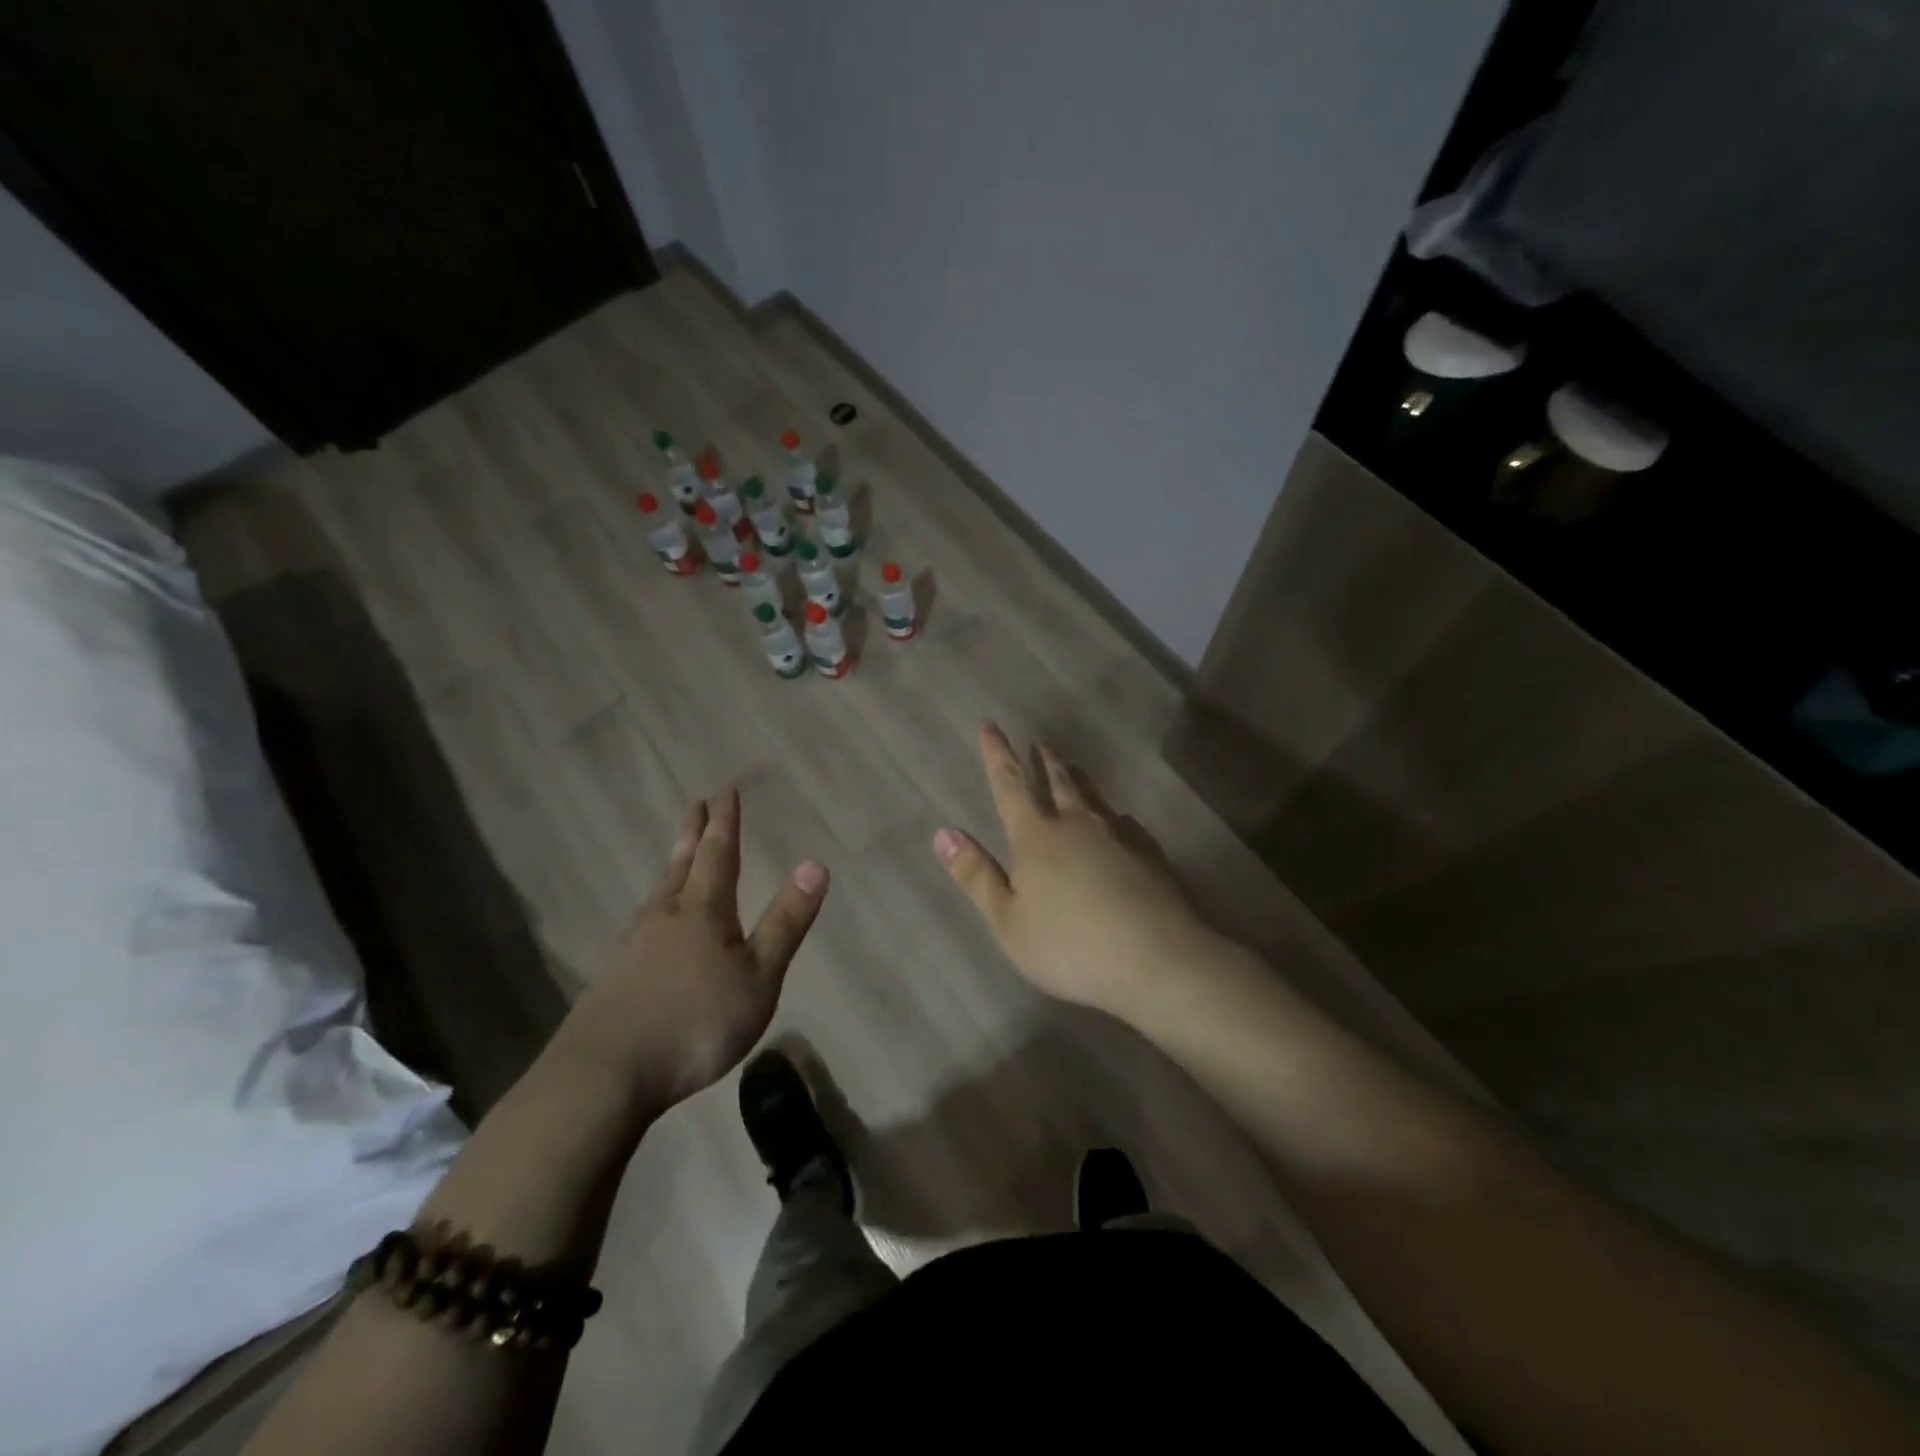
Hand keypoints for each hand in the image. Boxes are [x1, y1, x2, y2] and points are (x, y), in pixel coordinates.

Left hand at [559, 788, 827, 1109]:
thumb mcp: (758, 976)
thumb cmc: (695, 1022)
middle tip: (695, 805)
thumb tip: (815, 864)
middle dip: (693, 834)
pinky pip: (642, 924)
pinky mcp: (614, 978)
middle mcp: (664, 917)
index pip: (719, 854)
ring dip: (672, 867)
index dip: (725, 822)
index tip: (725, 790)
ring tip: (678, 855)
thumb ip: (786, 922)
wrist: (605, 1075)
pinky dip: (655, 907)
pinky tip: (652, 926)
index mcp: (703, 911)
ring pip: (658, 894)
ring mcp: (633, 947)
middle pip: (682, 865)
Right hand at [933, 722, 1217, 1019]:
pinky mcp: (1150, 852)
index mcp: (1036, 836)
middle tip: (1041, 741)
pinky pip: (1125, 822)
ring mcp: (1118, 834)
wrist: (1157, 957)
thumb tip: (944, 833)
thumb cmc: (1070, 945)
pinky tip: (1120, 824)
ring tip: (1074, 767)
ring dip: (1079, 778)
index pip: (1009, 785)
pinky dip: (1114, 816)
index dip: (997, 754)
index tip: (991, 725)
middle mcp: (1076, 823)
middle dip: (1045, 760)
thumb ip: (976, 875)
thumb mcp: (1008, 921)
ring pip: (1093, 796)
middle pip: (1058, 781)